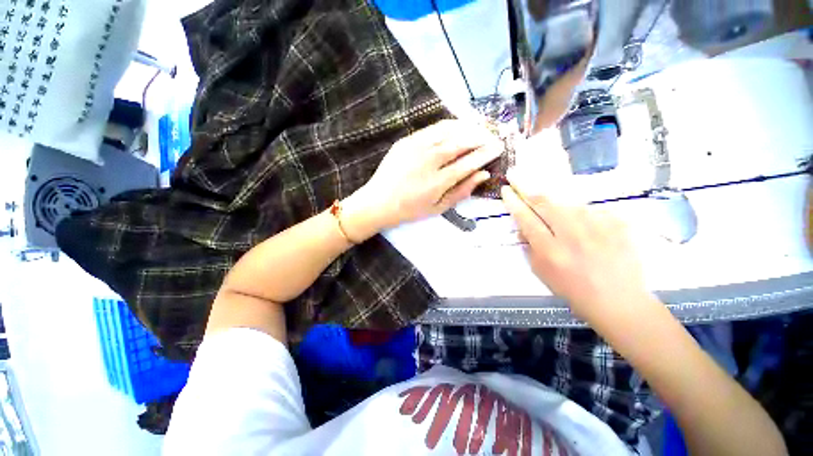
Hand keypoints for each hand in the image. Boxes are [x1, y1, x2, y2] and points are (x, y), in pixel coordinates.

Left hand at [343, 120, 502, 238]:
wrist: (379, 201)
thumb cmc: (410, 209)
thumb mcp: (438, 208)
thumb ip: (461, 191)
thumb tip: (483, 175)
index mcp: (438, 182)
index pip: (469, 162)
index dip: (486, 153)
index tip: (498, 148)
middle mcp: (429, 161)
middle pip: (461, 142)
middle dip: (481, 137)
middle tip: (493, 135)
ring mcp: (416, 148)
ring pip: (448, 130)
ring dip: (467, 127)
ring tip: (480, 127)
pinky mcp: (406, 141)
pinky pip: (432, 128)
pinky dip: (449, 125)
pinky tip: (458, 126)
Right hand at [501, 174, 653, 327]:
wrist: (618, 300)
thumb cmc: (573, 289)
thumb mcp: (541, 272)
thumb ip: (529, 247)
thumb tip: (522, 229)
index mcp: (550, 250)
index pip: (526, 218)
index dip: (513, 202)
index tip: (506, 189)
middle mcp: (572, 235)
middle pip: (545, 202)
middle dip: (526, 187)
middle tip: (516, 175)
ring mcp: (598, 227)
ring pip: (567, 202)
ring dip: (554, 201)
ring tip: (553, 210)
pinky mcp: (617, 223)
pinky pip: (591, 210)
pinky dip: (581, 214)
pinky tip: (584, 228)